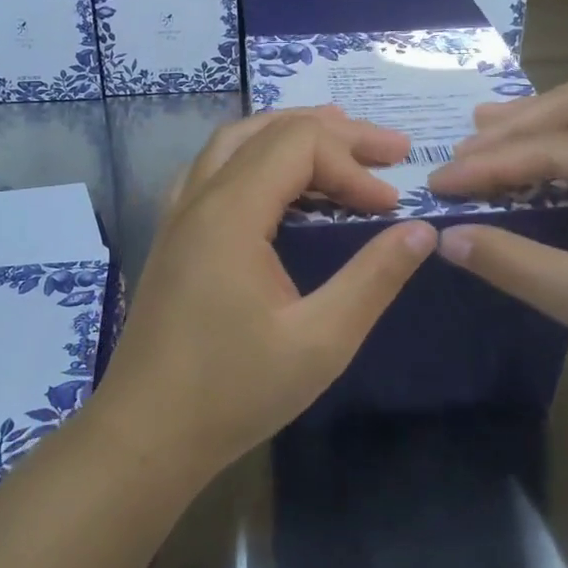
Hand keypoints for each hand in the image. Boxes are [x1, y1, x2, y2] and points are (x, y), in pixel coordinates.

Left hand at [94, 108, 436, 478]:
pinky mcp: (174, 236)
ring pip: (236, 142)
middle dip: (335, 134)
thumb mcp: (320, 341)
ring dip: (291, 135)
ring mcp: (179, 214)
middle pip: (270, 131)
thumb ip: (374, 278)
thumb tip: (422, 230)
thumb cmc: (233, 392)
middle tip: (391, 150)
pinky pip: (216, 169)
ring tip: (341, 144)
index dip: (353, 165)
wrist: (145, 435)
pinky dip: (257, 157)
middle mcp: (199, 198)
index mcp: (230, 213)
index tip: (389, 208)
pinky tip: (278, 182)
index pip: (300, 145)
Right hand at [425, 79, 567, 424]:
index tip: (439, 185)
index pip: (558, 147)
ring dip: (541, 132)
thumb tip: (449, 238)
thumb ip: (520, 266)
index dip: (491, 163)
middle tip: (464, 152)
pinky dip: (564, 159)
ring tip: (488, 146)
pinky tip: (539, 179)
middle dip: (518, 124)